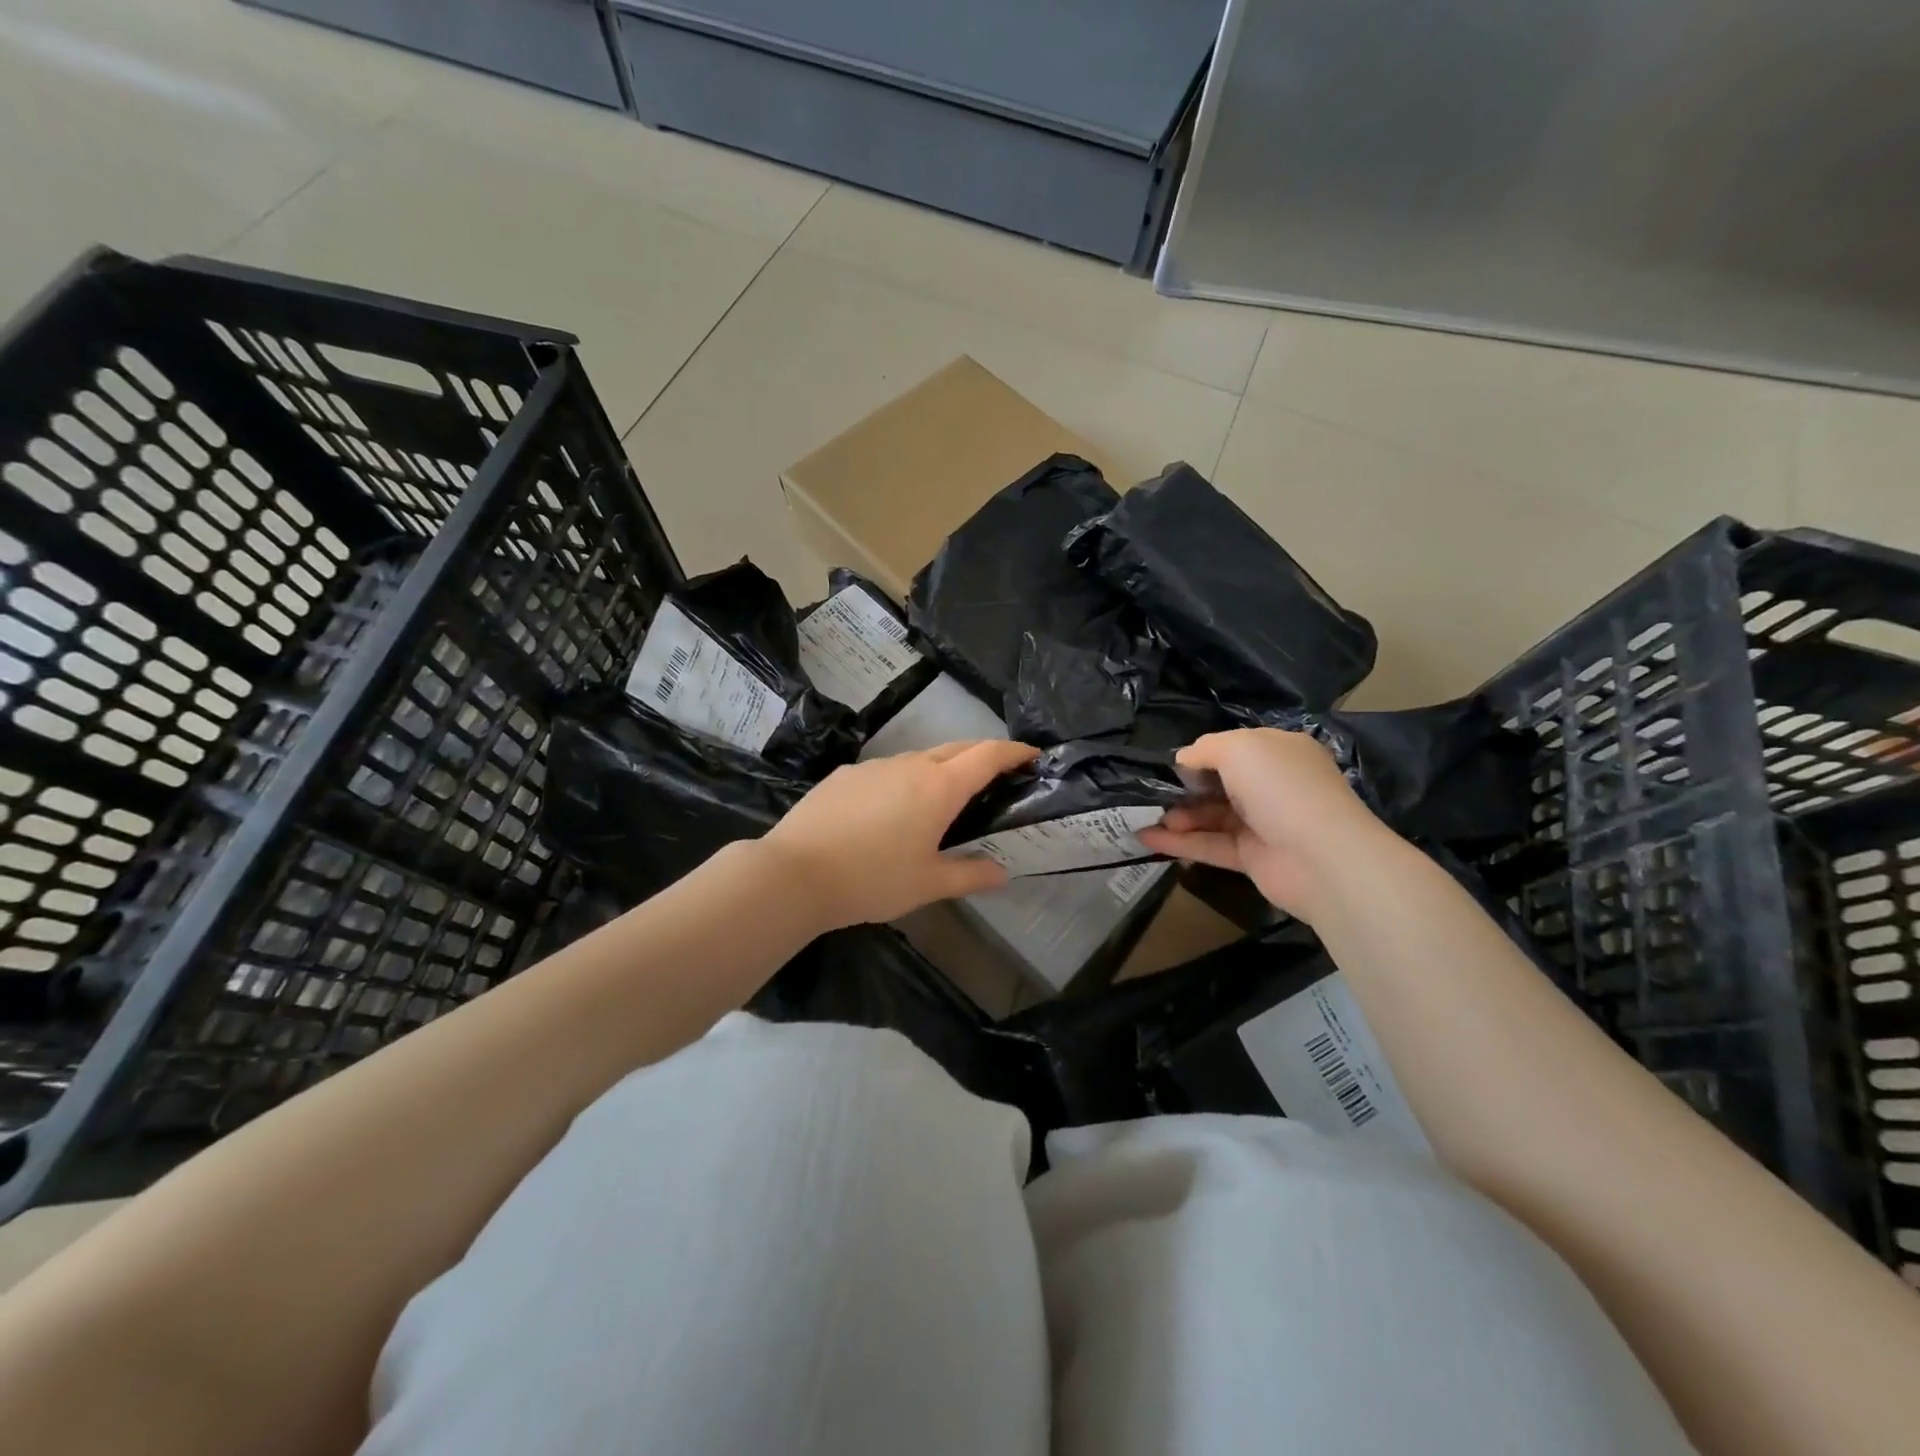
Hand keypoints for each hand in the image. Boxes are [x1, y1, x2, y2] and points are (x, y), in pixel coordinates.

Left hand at [762, 740, 1040, 928]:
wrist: (794, 873)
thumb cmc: (872, 879)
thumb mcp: (928, 884)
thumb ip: (969, 875)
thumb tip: (1001, 872)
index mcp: (939, 788)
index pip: (988, 755)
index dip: (1014, 751)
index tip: (1032, 755)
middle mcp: (910, 766)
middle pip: (956, 748)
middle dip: (982, 755)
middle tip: (996, 776)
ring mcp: (874, 766)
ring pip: (919, 758)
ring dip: (940, 769)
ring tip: (942, 800)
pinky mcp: (845, 775)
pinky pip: (887, 770)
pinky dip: (904, 781)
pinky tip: (891, 812)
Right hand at [1137, 728, 1395, 921]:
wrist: (1322, 857)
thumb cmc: (1280, 788)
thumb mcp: (1238, 749)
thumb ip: (1204, 748)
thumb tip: (1184, 760)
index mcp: (1278, 752)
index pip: (1234, 748)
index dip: (1202, 755)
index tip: (1172, 766)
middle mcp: (1273, 785)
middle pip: (1220, 783)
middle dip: (1186, 787)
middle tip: (1155, 795)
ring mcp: (1264, 823)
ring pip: (1213, 816)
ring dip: (1179, 816)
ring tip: (1149, 818)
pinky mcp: (1253, 857)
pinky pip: (1211, 845)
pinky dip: (1180, 843)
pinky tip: (1147, 839)